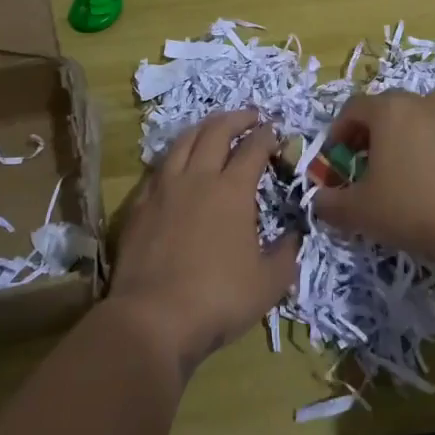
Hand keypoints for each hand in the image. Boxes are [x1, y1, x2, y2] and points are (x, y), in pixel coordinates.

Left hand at [108, 110, 294, 371]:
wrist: (152, 318)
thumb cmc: (218, 299)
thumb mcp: (269, 283)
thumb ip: (286, 254)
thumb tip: (295, 235)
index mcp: (232, 190)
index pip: (253, 148)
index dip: (267, 135)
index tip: (276, 131)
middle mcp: (198, 178)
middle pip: (216, 131)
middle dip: (237, 118)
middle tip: (250, 117)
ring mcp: (164, 188)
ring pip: (183, 141)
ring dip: (204, 128)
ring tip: (214, 127)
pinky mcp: (139, 205)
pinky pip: (159, 167)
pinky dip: (175, 156)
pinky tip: (178, 164)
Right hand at [313, 90, 434, 267]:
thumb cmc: (411, 209)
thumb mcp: (359, 212)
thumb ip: (331, 203)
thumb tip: (319, 200)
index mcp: (389, 111)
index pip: (354, 108)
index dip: (340, 131)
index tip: (337, 159)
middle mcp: (425, 104)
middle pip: (393, 106)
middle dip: (377, 130)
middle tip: (371, 162)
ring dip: (421, 126)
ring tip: (415, 157)